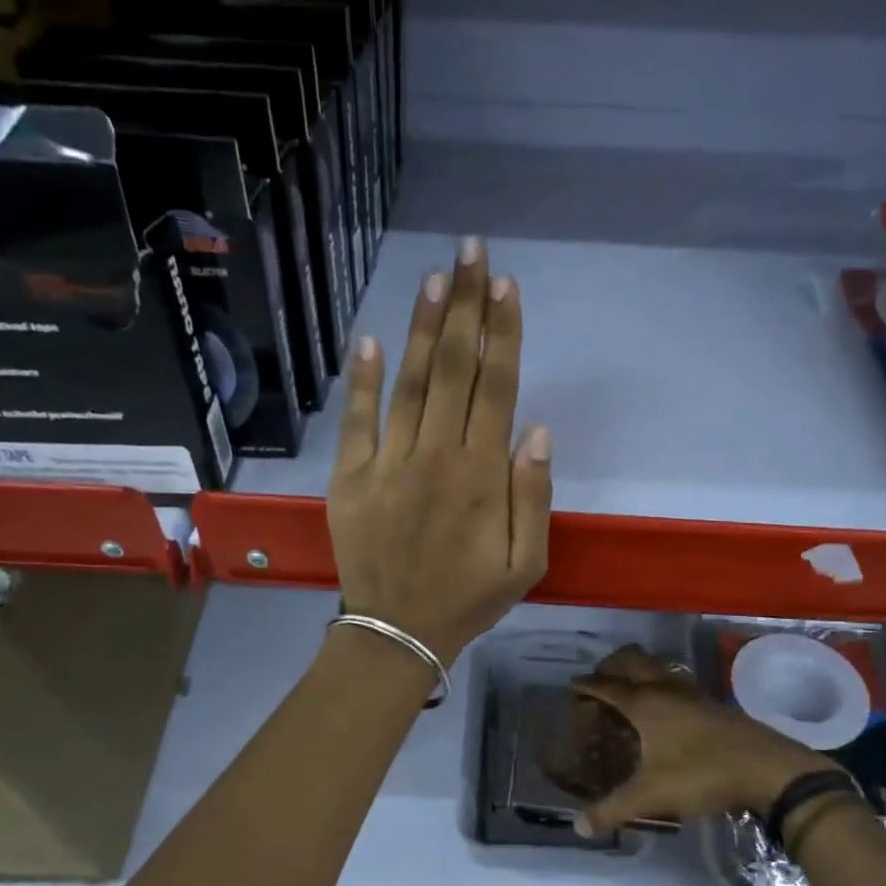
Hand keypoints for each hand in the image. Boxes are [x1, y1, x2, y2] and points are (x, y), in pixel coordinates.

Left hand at [328, 237, 551, 663]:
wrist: (397, 632)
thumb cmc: (467, 599)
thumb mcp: (524, 563)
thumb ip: (533, 496)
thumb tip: (535, 429)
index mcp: (481, 477)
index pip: (496, 388)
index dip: (503, 333)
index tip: (507, 286)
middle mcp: (435, 457)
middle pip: (455, 370)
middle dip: (467, 307)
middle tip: (472, 252)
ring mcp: (387, 465)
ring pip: (411, 383)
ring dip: (425, 328)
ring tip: (436, 278)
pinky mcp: (350, 478)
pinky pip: (358, 420)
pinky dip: (364, 380)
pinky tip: (371, 339)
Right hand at [572, 646, 833, 833]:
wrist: (767, 768)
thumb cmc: (702, 774)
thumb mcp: (651, 795)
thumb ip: (612, 810)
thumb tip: (579, 827)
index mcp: (644, 703)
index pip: (606, 686)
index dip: (586, 685)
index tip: (572, 687)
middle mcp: (665, 688)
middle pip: (632, 661)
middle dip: (611, 666)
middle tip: (599, 682)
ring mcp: (692, 693)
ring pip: (658, 668)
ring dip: (639, 672)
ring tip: (629, 692)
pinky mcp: (712, 704)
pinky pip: (677, 682)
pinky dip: (661, 686)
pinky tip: (666, 710)